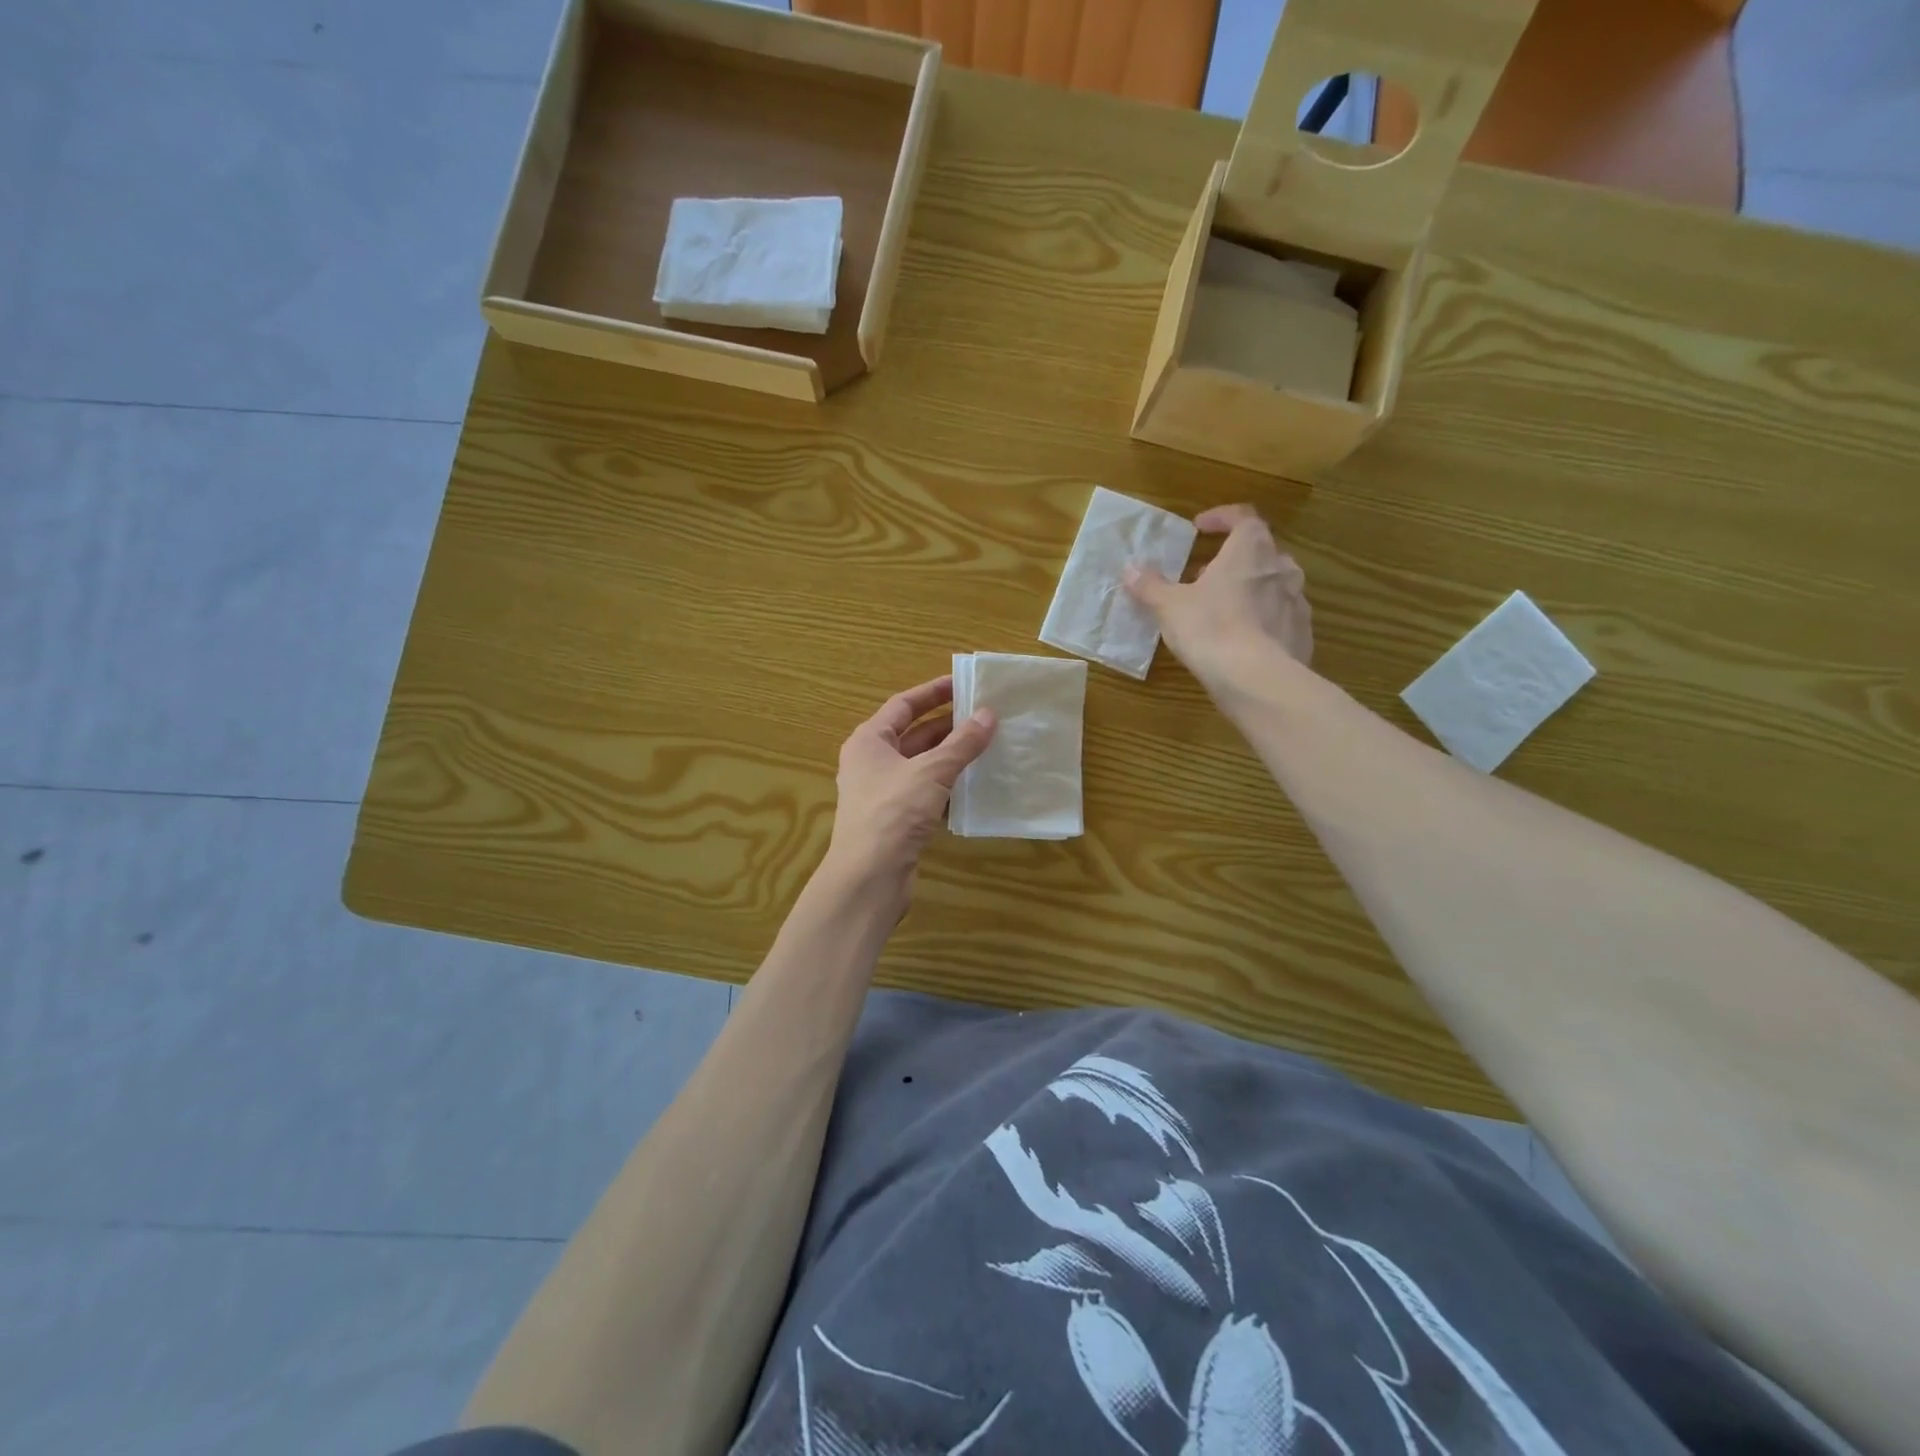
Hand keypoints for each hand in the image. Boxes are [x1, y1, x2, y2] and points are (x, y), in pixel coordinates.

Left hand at [825, 675, 995, 903]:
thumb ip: (961, 743)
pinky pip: (925, 791)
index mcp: (869, 741)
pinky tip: (975, 783)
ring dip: (950, 755)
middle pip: (913, 734)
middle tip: (984, 715)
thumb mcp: (931, 772)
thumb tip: (988, 714)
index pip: (903, 705)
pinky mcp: (895, 819)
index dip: (933, 692)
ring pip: (921, 764)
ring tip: (987, 744)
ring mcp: (882, 792)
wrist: (869, 877)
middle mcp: (871, 762)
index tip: (964, 684)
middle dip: (947, 725)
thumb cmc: (893, 813)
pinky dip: (947, 784)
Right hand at [1124, 504, 1312, 687]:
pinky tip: (1242, 639)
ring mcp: (1297, 601)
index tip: (1200, 527)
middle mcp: (1281, 568)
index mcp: (1250, 550)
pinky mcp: (1302, 633)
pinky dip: (1262, 619)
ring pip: (1273, 584)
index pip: (1243, 517)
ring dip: (1250, 588)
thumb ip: (1150, 586)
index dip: (1221, 517)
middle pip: (1261, 551)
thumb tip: (1130, 570)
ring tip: (1223, 607)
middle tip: (1205, 574)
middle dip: (1233, 558)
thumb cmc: (1210, 629)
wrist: (1256, 679)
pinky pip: (1281, 616)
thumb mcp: (1169, 606)